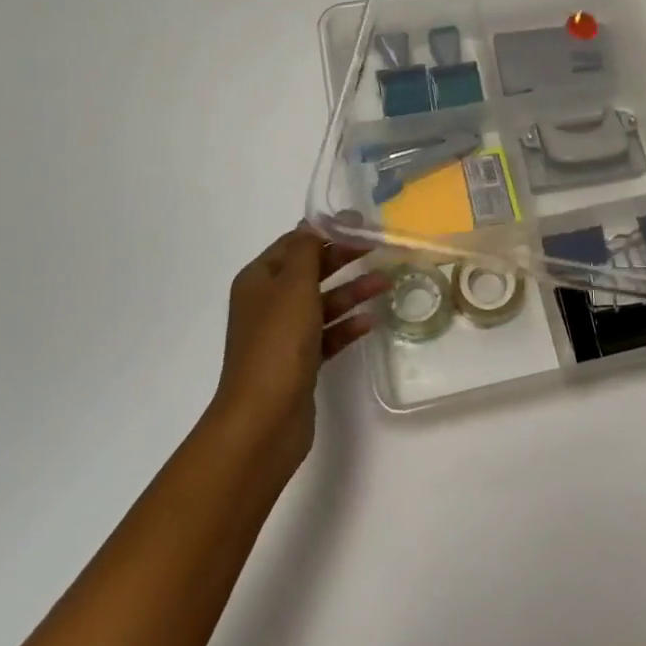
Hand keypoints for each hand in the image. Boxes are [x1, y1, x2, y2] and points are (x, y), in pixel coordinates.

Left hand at [207, 226, 386, 483]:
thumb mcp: (293, 285)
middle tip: (379, 249)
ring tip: (386, 284)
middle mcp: (267, 303)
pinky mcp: (298, 363)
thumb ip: (306, 250)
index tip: (361, 224)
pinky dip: (347, 326)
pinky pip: (327, 335)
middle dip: (343, 259)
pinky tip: (371, 322)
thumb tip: (312, 224)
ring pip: (322, 303)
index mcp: (259, 279)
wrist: (263, 421)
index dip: (326, 230)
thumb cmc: (278, 343)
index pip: (294, 243)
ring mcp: (282, 335)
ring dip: (352, 292)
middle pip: (310, 271)